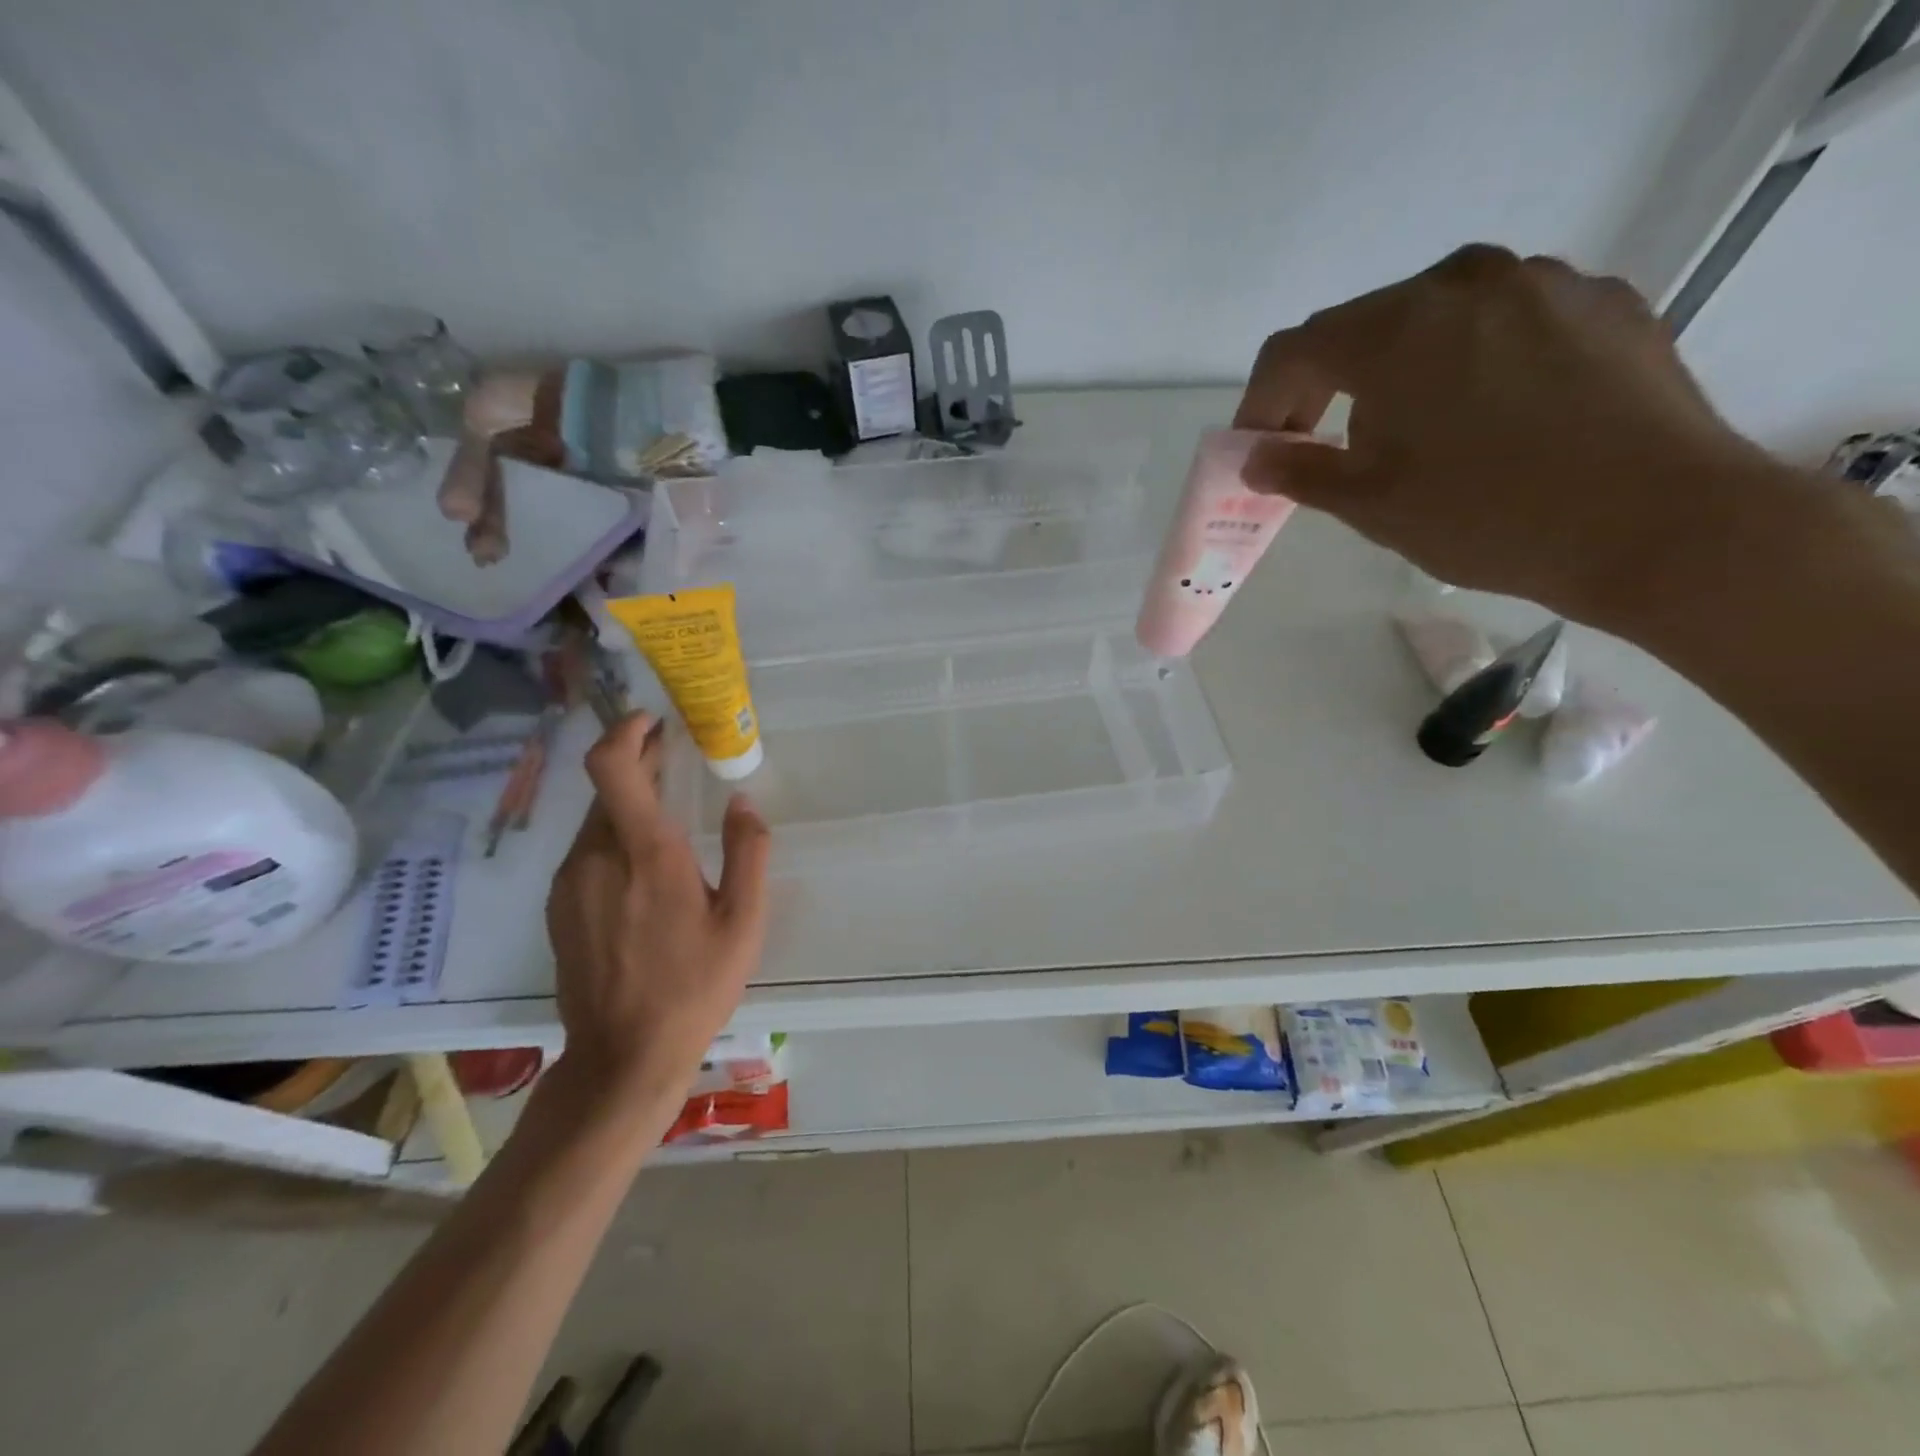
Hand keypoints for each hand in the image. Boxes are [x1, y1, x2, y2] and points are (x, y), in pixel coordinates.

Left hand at [545, 712, 771, 1112]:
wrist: (623, 1055)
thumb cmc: (694, 985)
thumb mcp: (743, 921)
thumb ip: (748, 853)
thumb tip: (743, 803)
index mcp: (646, 854)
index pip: (612, 768)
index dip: (626, 733)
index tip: (652, 722)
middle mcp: (596, 858)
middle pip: (606, 790)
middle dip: (638, 766)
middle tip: (673, 760)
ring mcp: (570, 883)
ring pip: (596, 822)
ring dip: (628, 806)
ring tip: (665, 817)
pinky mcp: (559, 907)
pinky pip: (586, 853)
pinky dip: (613, 839)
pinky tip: (641, 868)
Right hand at [1234, 244, 1788, 624]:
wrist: (1660, 522)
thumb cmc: (1488, 516)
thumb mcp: (1371, 504)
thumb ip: (1299, 471)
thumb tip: (1255, 458)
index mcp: (1396, 329)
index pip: (1293, 350)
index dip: (1261, 401)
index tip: (1259, 448)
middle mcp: (1464, 281)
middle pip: (1364, 328)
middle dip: (1328, 388)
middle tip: (1326, 447)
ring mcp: (1543, 283)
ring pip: (1435, 321)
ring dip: (1400, 373)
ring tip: (1418, 438)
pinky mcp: (1603, 301)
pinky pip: (1504, 323)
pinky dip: (1471, 363)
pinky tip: (1491, 419)